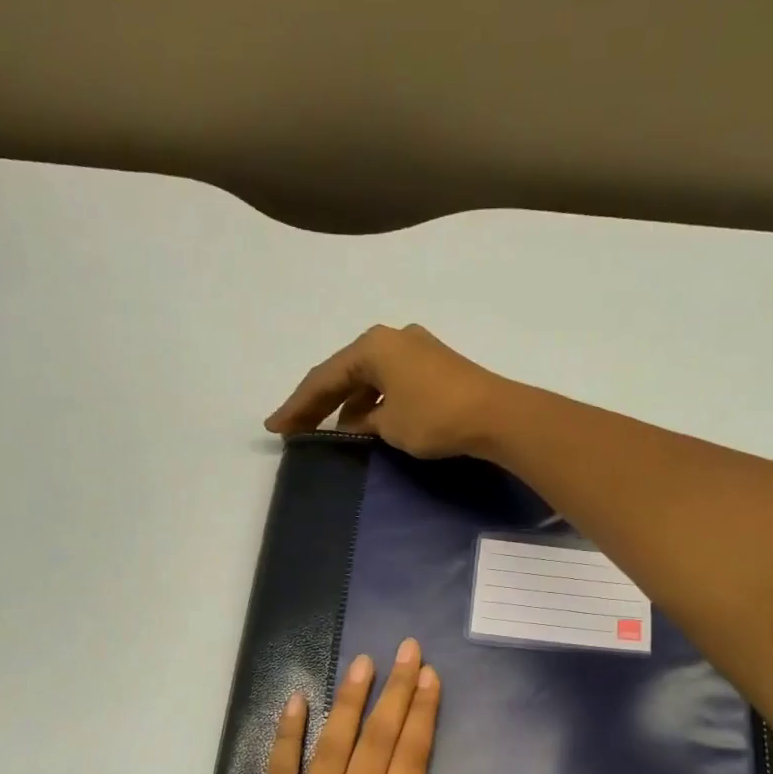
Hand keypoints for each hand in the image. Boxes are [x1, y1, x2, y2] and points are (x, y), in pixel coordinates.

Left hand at [212, 637, 483, 773]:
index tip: (430, 676)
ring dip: (350, 701)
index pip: (412, 760)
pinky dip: (287, 735)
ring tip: (364, 663)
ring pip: (332, 746)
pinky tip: (296, 701)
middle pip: (377, 742)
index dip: (423, 714)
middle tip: (406, 650)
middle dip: (395, 692)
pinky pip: (278, 773)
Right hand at [265, 324, 516, 458]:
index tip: (275, 427)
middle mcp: (392, 339)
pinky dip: (375, 403)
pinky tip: (369, 424)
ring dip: (349, 405)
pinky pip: (391, 384)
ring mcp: (416, 350)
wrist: (497, 415)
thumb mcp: (389, 425)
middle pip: (345, 374)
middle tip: (294, 429)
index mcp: (373, 346)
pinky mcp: (435, 367)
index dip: (297, 406)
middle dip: (319, 403)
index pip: (324, 378)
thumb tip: (353, 423)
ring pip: (370, 379)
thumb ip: (363, 422)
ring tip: (330, 434)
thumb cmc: (435, 416)